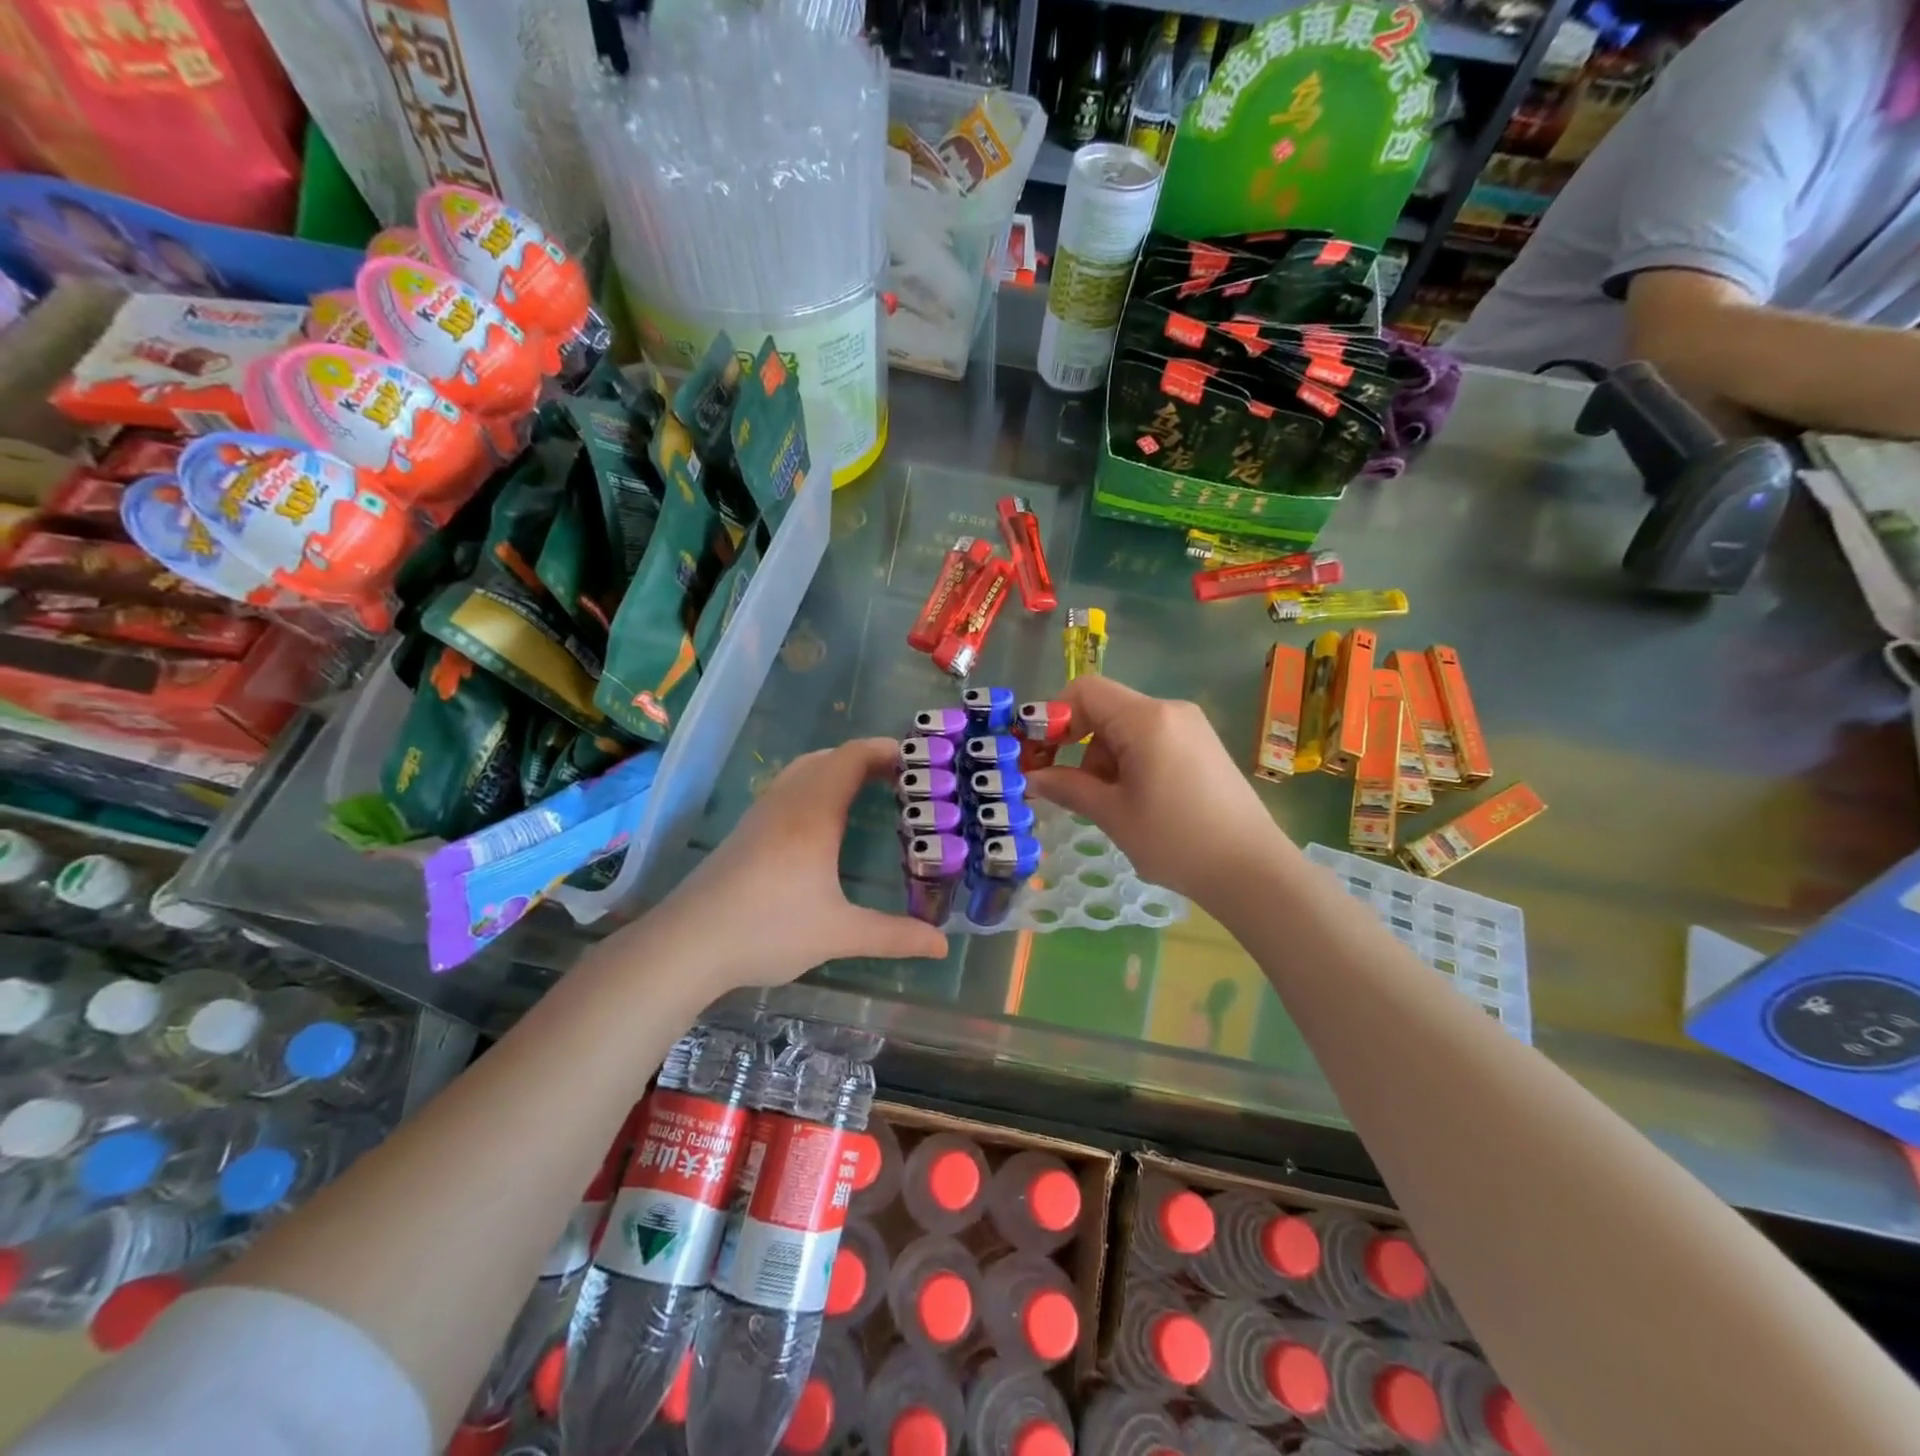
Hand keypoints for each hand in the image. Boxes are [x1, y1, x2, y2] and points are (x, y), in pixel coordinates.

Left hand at [654, 737, 947, 989]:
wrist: (686, 944)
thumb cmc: (767, 929)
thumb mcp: (838, 934)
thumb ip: (893, 935)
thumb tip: (942, 945)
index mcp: (814, 812)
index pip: (853, 757)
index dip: (887, 750)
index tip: (920, 762)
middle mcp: (788, 801)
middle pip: (831, 757)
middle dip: (869, 759)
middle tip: (904, 781)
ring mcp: (762, 813)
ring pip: (806, 770)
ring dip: (840, 770)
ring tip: (871, 793)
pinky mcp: (746, 830)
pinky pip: (789, 787)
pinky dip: (818, 785)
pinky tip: (825, 823)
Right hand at [1027, 675, 1287, 903]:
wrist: (1253, 871)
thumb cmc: (1177, 841)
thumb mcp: (1113, 815)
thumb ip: (1067, 788)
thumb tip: (1031, 778)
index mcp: (1146, 719)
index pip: (1084, 691)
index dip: (1052, 715)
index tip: (1037, 753)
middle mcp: (1170, 711)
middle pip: (1105, 709)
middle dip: (1076, 743)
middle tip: (1064, 786)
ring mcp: (1190, 727)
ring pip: (1126, 727)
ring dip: (1102, 758)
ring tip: (1107, 804)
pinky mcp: (1201, 745)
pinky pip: (1150, 739)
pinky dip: (1128, 761)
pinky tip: (1134, 799)